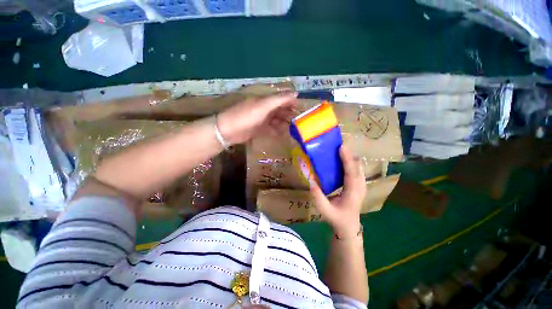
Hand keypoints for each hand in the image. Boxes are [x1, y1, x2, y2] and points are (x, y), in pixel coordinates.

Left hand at [217, 92, 297, 144]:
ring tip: (293, 130)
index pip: (282, 99)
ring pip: (276, 120)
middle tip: (300, 122)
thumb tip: (295, 94)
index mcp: (265, 100)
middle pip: (280, 110)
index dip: (292, 102)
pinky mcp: (259, 129)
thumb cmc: (247, 116)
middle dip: (289, 114)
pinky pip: (271, 129)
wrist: (229, 130)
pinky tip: (283, 135)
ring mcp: (262, 119)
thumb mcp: (263, 106)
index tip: (302, 109)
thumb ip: (279, 100)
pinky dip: (277, 131)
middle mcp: (265, 109)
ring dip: (284, 124)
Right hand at [309, 145, 365, 237]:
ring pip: (359, 167)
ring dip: (351, 156)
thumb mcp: (324, 210)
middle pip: (358, 167)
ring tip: (340, 149)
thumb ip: (317, 196)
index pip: (351, 174)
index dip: (347, 160)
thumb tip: (311, 180)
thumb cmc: (337, 218)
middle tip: (338, 145)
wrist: (349, 226)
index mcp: (352, 193)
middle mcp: (360, 187)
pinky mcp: (360, 184)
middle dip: (349, 154)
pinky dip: (351, 161)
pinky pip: (357, 169)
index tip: (341, 148)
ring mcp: (362, 185)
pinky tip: (343, 158)